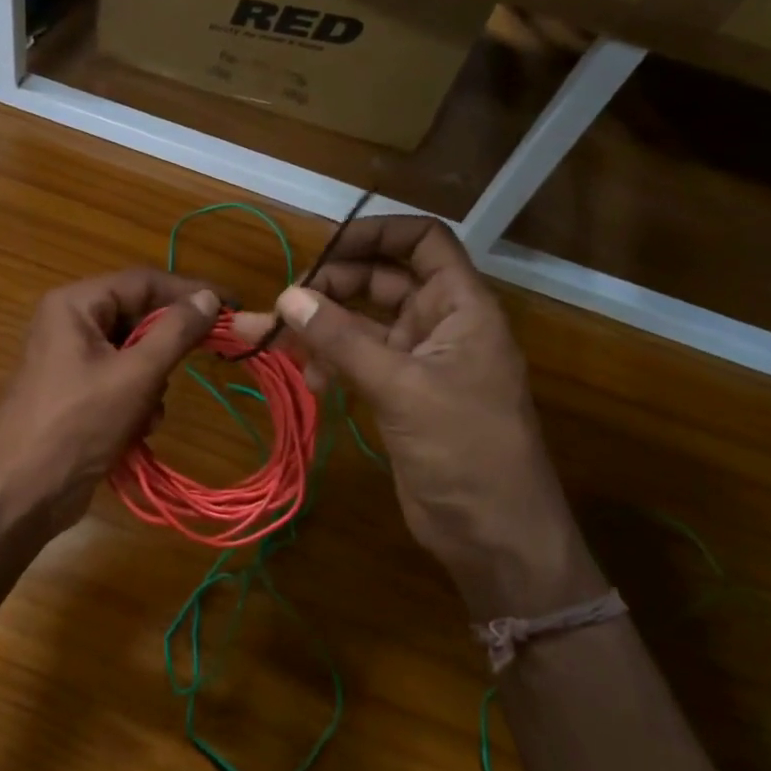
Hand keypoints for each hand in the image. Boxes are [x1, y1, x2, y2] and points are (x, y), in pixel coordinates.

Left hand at [0, 269, 220, 536]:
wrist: (21, 493)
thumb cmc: (77, 424)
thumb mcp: (135, 375)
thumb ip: (176, 332)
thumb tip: (210, 297)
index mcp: (76, 305)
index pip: (144, 282)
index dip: (191, 292)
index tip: (233, 307)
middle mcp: (71, 323)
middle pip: (139, 318)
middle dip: (166, 349)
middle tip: (202, 361)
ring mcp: (72, 360)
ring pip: (135, 354)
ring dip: (153, 384)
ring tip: (148, 413)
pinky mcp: (77, 394)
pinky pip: (122, 382)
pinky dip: (137, 403)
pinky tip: (136, 431)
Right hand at [237, 217, 601, 620]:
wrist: (494, 537)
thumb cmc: (465, 450)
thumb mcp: (401, 388)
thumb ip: (342, 339)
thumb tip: (287, 296)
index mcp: (460, 306)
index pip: (422, 241)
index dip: (376, 233)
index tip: (323, 247)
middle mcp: (439, 323)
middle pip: (381, 278)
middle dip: (332, 286)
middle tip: (286, 304)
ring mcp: (417, 359)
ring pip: (361, 322)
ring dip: (320, 327)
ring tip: (276, 342)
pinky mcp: (398, 393)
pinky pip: (356, 360)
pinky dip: (329, 362)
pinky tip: (309, 380)